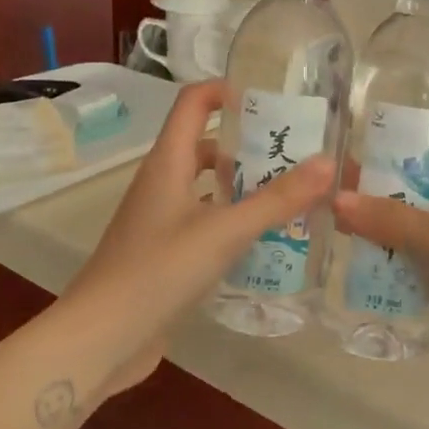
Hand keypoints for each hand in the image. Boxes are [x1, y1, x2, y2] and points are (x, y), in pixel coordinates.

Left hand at [66, 80, 332, 396]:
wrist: (101, 338)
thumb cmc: (158, 271)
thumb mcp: (224, 231)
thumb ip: (277, 200)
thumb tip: (328, 163)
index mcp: (167, 163)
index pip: (192, 103)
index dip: (225, 91)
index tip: (269, 100)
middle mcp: (161, 183)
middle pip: (203, 145)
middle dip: (246, 144)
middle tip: (295, 153)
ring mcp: (159, 220)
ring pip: (204, 187)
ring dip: (241, 185)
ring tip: (290, 194)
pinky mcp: (164, 253)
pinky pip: (203, 221)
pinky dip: (231, 220)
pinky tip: (263, 239)